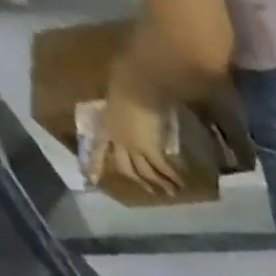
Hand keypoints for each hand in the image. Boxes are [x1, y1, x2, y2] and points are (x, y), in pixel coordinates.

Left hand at [89, 60, 183, 195]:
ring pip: (145, 172)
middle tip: (152, 191)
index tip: (93, 180)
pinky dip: (173, 177)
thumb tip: (132, 117)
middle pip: (126, 167)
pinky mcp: (151, 149)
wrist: (139, 82)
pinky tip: (182, 183)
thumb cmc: (128, 82)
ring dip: (159, 184)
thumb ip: (124, 110)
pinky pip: (163, 168)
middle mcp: (118, 138)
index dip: (96, 164)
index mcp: (107, 124)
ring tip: (172, 193)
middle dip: (139, 181)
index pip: (99, 146)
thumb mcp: (120, 97)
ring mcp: (134, 145)